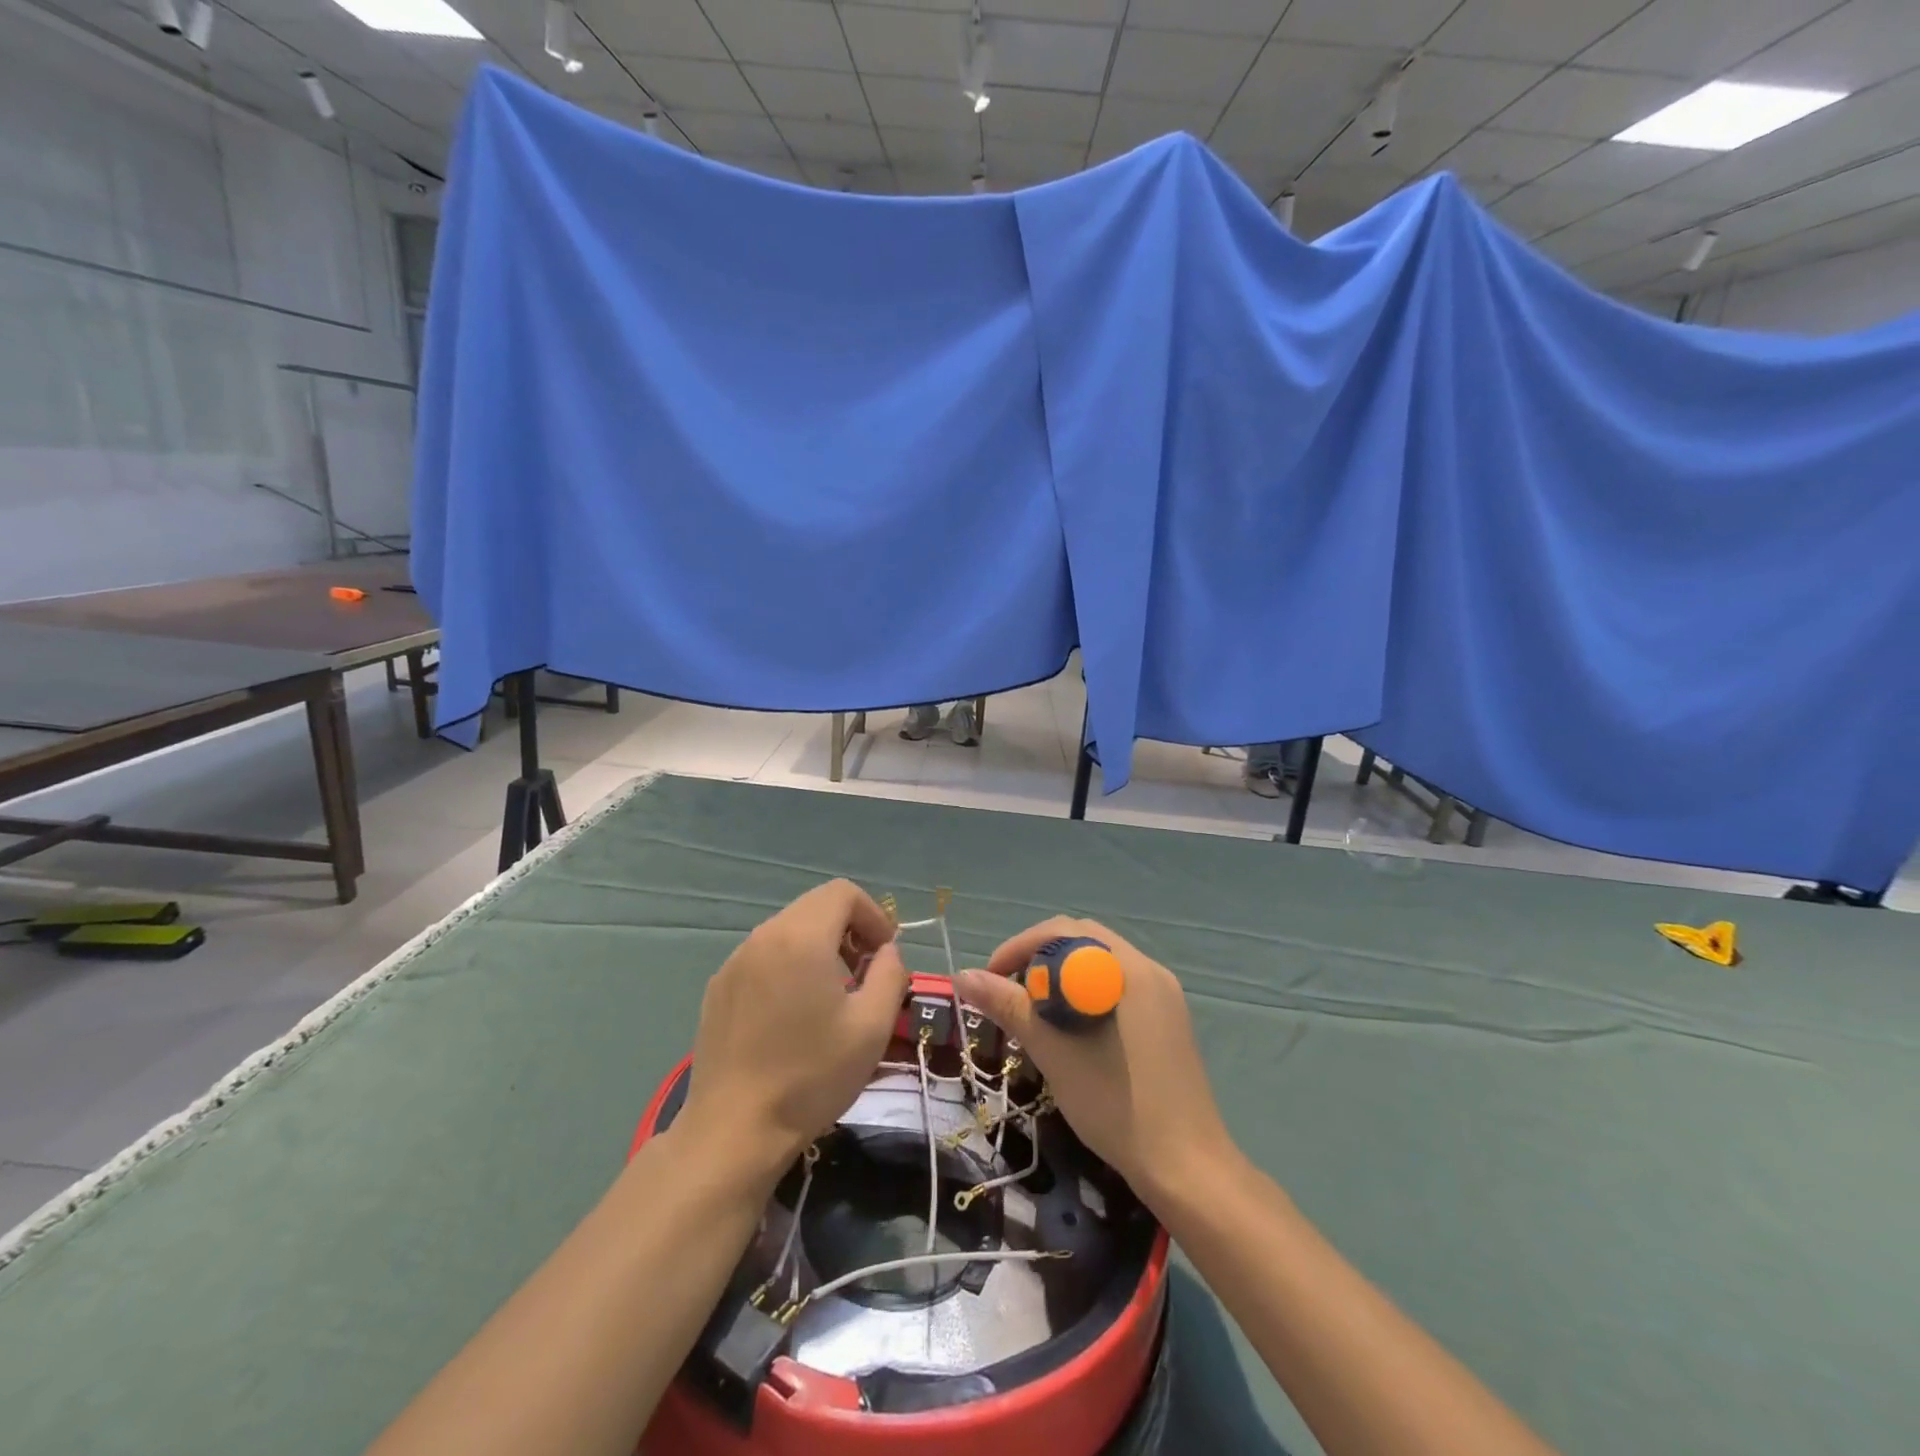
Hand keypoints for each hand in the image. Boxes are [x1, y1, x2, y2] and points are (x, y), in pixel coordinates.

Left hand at [677, 880, 910, 1178]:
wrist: (733, 1131)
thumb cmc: (811, 1076)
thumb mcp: (872, 1026)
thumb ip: (891, 974)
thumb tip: (886, 952)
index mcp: (801, 938)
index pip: (843, 892)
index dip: (873, 914)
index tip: (884, 954)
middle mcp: (763, 937)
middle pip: (815, 906)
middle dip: (849, 929)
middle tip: (865, 974)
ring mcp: (735, 962)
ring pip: (788, 930)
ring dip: (820, 946)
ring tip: (832, 994)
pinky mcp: (718, 988)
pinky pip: (764, 956)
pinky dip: (790, 964)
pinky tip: (794, 1014)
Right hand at [956, 918, 1235, 1203]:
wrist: (1187, 1169)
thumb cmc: (1117, 1106)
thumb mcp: (1055, 1053)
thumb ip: (1010, 1007)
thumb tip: (962, 976)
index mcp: (1129, 969)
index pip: (1066, 931)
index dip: (1020, 947)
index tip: (990, 978)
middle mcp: (1150, 970)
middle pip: (1083, 942)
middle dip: (1038, 959)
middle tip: (1008, 993)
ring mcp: (1163, 996)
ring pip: (1099, 965)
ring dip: (1060, 978)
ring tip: (1032, 1012)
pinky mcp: (1167, 1021)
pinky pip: (1116, 987)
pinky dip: (1084, 996)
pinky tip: (1069, 1029)